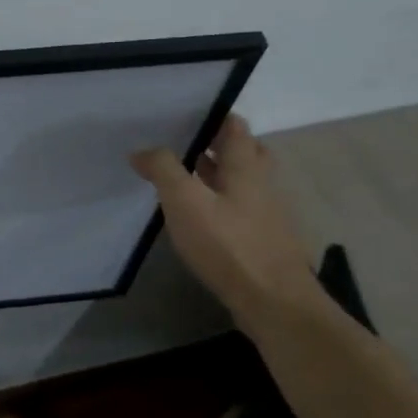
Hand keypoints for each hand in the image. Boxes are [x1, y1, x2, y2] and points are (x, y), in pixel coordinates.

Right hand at [131, 115, 320, 327]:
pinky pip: (240, 209)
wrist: (274, 303)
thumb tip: (142, 150)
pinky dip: (220, 204)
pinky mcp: (263, 241)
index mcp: (246, 167)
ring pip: (242, 182)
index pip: (235, 126)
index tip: (184, 114)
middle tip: (183, 145)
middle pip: (244, 153)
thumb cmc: (229, 245)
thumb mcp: (185, 202)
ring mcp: (266, 214)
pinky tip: (198, 218)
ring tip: (182, 178)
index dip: (213, 116)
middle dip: (217, 145)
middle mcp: (261, 184)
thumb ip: (163, 170)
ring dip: (216, 175)